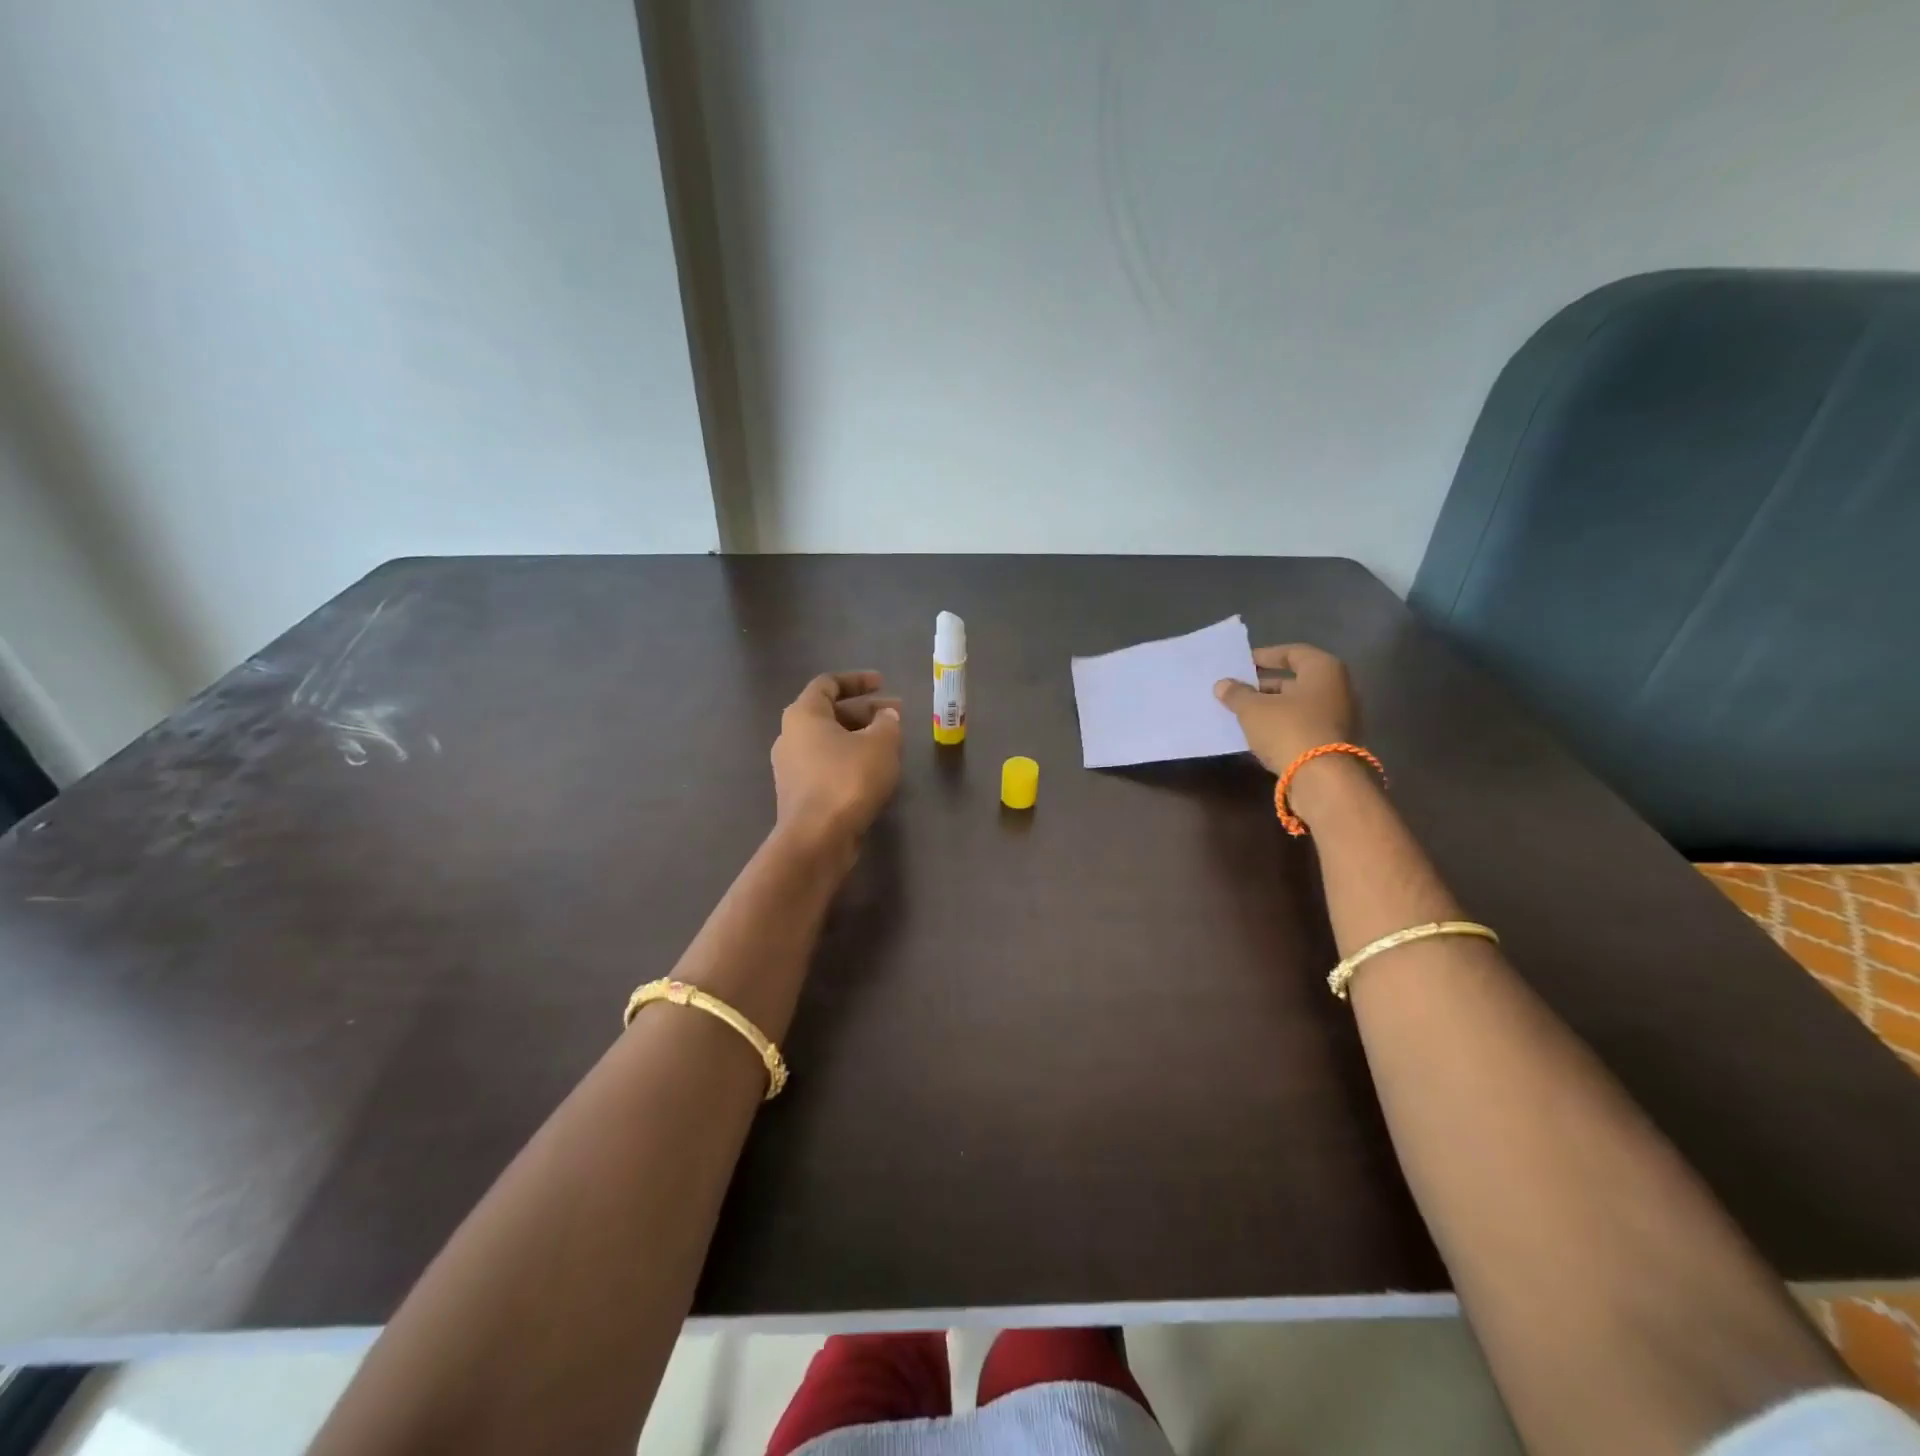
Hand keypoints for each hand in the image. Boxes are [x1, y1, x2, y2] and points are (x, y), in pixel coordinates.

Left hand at [771, 671, 902, 855]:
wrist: (817, 838)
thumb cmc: (848, 780)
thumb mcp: (881, 744)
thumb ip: (887, 723)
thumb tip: (886, 717)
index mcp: (803, 714)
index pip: (828, 684)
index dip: (857, 680)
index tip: (883, 683)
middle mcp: (790, 736)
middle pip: (830, 713)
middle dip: (865, 712)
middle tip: (896, 716)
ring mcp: (791, 767)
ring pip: (830, 742)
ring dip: (860, 738)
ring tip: (890, 744)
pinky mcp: (799, 794)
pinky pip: (827, 765)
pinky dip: (850, 761)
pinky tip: (874, 772)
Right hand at [1214, 644, 1359, 775]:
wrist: (1323, 779)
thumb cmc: (1288, 729)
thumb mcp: (1253, 709)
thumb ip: (1237, 694)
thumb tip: (1223, 684)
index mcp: (1323, 670)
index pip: (1292, 652)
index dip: (1265, 656)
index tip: (1242, 663)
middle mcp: (1338, 688)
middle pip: (1296, 681)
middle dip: (1265, 685)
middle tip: (1237, 691)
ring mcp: (1339, 717)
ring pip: (1299, 705)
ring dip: (1271, 708)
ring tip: (1242, 713)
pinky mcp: (1334, 743)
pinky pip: (1303, 726)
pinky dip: (1281, 726)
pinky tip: (1258, 735)